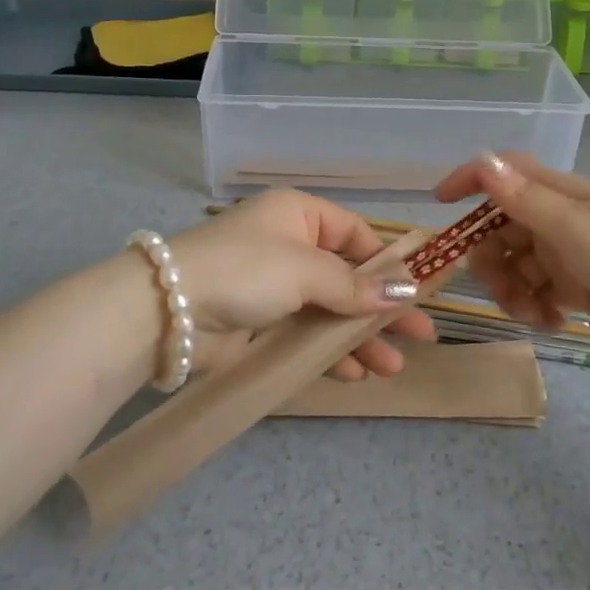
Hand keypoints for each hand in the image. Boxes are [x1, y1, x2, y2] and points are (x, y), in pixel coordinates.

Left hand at [169, 190, 435, 379]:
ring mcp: (275, 287)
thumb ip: (356, 285)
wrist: (166, 311)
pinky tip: (356, 374)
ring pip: (330, 310)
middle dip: (383, 307)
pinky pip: (306, 334)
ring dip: (361, 336)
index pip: (356, 234)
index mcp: (299, 215)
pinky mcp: (261, 323)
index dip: (390, 263)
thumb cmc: (245, 270)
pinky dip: (330, 352)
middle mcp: (290, 246)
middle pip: (349, 276)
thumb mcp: (305, 270)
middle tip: (423, 335)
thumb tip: (409, 290)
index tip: (421, 291)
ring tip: (394, 367)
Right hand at [433, 152, 589, 352]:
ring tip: (535, 317)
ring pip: (518, 264)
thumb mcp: (575, 229)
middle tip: (502, 292)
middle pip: (502, 228)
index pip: (504, 173)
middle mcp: (559, 217)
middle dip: (491, 259)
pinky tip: (554, 323)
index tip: (440, 205)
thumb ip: (525, 200)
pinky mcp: (582, 284)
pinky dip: (538, 307)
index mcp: (558, 194)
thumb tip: (482, 161)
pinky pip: (541, 290)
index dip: (470, 181)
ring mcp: (571, 252)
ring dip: (514, 290)